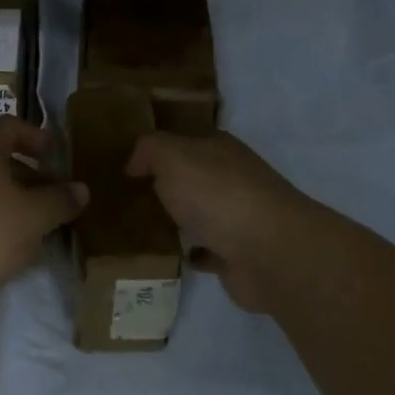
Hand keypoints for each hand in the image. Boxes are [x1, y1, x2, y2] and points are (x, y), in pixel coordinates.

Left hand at [0, 117, 88, 324]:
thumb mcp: (31, 217)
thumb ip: (58, 202)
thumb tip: (81, 189)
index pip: (11, 126)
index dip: (36, 136)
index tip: (58, 156)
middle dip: (31, 176)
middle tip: (56, 199)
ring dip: (14, 204)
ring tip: (40, 230)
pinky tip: (9, 252)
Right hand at [126, 131, 318, 311]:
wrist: (269, 252)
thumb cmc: (218, 194)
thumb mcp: (172, 156)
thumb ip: (149, 150)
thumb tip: (135, 164)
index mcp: (219, 148)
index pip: (184, 140)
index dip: (158, 149)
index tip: (127, 163)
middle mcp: (231, 178)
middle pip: (192, 177)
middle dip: (165, 185)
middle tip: (125, 196)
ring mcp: (238, 217)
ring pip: (198, 213)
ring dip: (177, 219)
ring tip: (138, 227)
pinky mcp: (238, 255)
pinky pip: (206, 250)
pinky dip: (190, 252)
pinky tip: (167, 254)